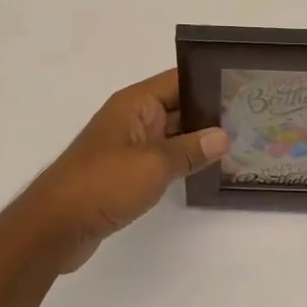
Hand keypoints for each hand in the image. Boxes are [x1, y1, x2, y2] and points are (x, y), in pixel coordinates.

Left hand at [11, 69, 229, 271]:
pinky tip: (208, 169)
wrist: (54, 226)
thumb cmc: (102, 184)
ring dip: (198, 139)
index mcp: (135, 104)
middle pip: (178, 105)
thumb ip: (190, 149)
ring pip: (172, 134)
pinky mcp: (126, 172)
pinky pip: (162, 157)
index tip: (243, 88)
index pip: (179, 80)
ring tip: (240, 143)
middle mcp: (132, 118)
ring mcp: (128, 146)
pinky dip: (183, 160)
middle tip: (251, 118)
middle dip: (210, 112)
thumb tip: (223, 135)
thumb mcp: (153, 164)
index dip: (209, 82)